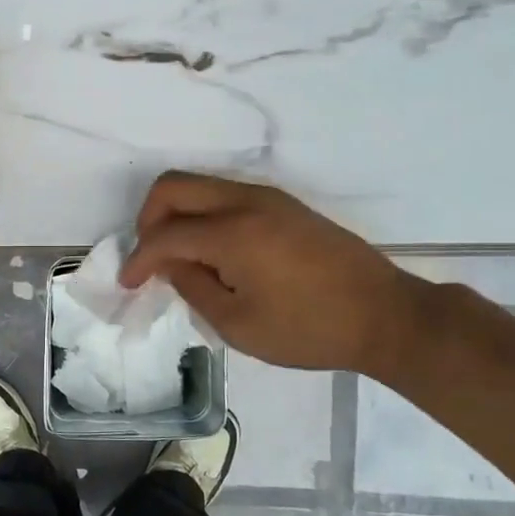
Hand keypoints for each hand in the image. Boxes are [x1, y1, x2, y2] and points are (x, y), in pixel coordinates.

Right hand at [119, 172, 424, 375]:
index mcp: (232, 233)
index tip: (129, 284)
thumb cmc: (309, 329)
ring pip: (200, 186)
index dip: (139, 259)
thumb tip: (169, 264)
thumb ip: (193, 286)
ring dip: (178, 215)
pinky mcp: (283, 204)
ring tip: (180, 259)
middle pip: (174, 186)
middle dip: (149, 218)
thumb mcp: (240, 324)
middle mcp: (245, 201)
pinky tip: (213, 253)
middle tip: (150, 257)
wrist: (385, 315)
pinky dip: (204, 216)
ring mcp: (267, 197)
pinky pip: (225, 195)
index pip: (165, 234)